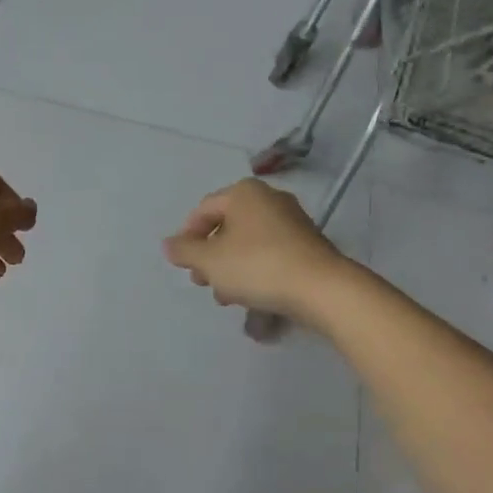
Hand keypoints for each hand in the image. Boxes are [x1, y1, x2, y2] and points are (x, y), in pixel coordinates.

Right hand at [163, 178, 347, 325]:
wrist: (323, 289)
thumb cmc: (258, 266)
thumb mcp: (211, 261)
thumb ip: (185, 251)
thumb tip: (169, 244)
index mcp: (244, 193)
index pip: (204, 210)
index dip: (188, 237)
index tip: (184, 266)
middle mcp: (269, 198)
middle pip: (228, 226)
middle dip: (211, 257)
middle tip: (204, 283)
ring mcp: (293, 221)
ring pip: (249, 243)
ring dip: (233, 269)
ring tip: (228, 298)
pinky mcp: (309, 245)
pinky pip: (272, 254)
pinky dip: (257, 271)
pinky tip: (253, 299)